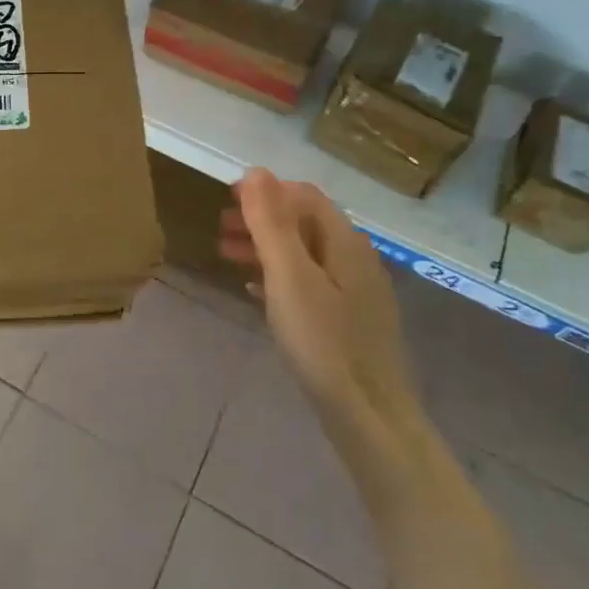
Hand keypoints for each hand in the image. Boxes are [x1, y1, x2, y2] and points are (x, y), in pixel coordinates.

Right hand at [220, 169, 420, 445]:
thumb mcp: (288, 276)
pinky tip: (255, 290)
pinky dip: (278, 276)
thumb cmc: (323, 341)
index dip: (265, 191)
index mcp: (344, 242)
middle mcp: (355, 258)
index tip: (226, 199)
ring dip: (266, 247)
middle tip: (220, 229)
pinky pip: (309, 282)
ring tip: (228, 256)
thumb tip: (255, 171)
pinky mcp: (349, 320)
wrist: (368, 417)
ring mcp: (355, 291)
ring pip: (304, 253)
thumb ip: (271, 223)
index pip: (305, 196)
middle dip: (261, 219)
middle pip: (304, 223)